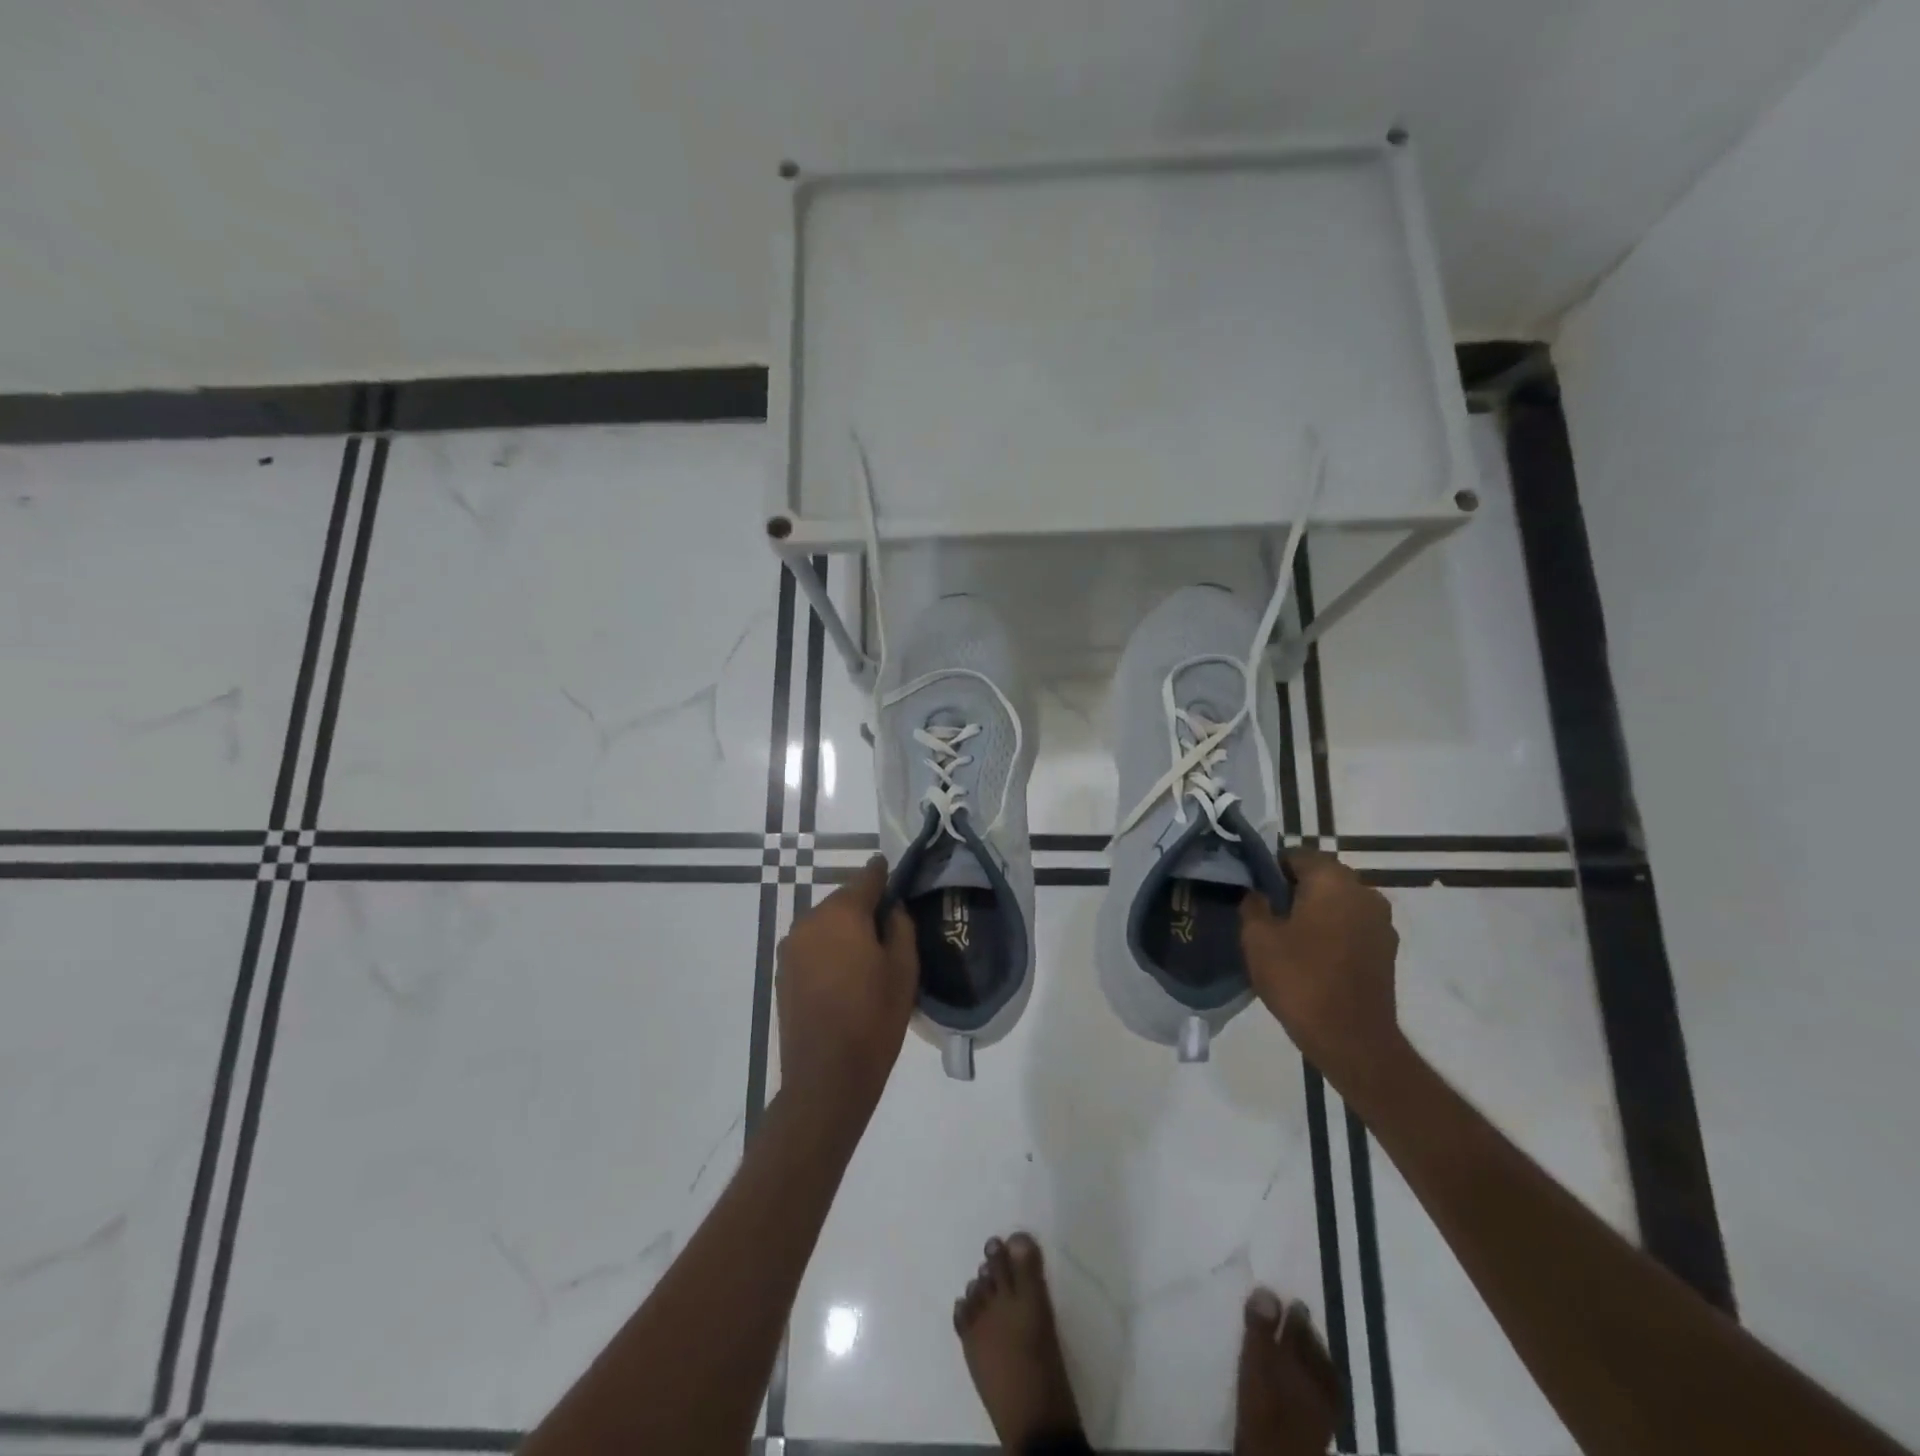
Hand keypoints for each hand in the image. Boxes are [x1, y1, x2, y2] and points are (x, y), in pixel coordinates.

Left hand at [776, 856, 917, 1117]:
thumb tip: (892, 907)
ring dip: (845, 929)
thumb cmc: (874, 1018)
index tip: (894, 871)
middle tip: (889, 924)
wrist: (826, 1077)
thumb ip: (900, 927)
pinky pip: (812, 946)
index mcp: (842, 913)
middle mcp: (810, 920)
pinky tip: (845, 973)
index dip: (883, 874)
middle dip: (865, 906)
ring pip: (826, 924)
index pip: (867, 878)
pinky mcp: (783, 972)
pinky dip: (829, 949)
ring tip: (868, 953)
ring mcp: (791, 947)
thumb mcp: (903, 970)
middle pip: (843, 901)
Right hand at [1241, 851, 1402, 1093]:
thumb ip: (1254, 904)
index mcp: (1332, 880)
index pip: (1296, 855)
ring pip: (1338, 901)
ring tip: (1289, 936)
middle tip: (1267, 913)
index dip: (1270, 868)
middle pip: (1321, 875)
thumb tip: (1258, 892)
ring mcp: (1381, 921)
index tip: (1253, 890)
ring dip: (1315, 909)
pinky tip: (1313, 954)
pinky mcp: (1387, 948)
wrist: (1351, 1039)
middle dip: (1294, 888)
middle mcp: (1364, 891)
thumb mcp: (1257, 938)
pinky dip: (1333, 930)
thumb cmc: (1299, 979)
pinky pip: (1352, 924)